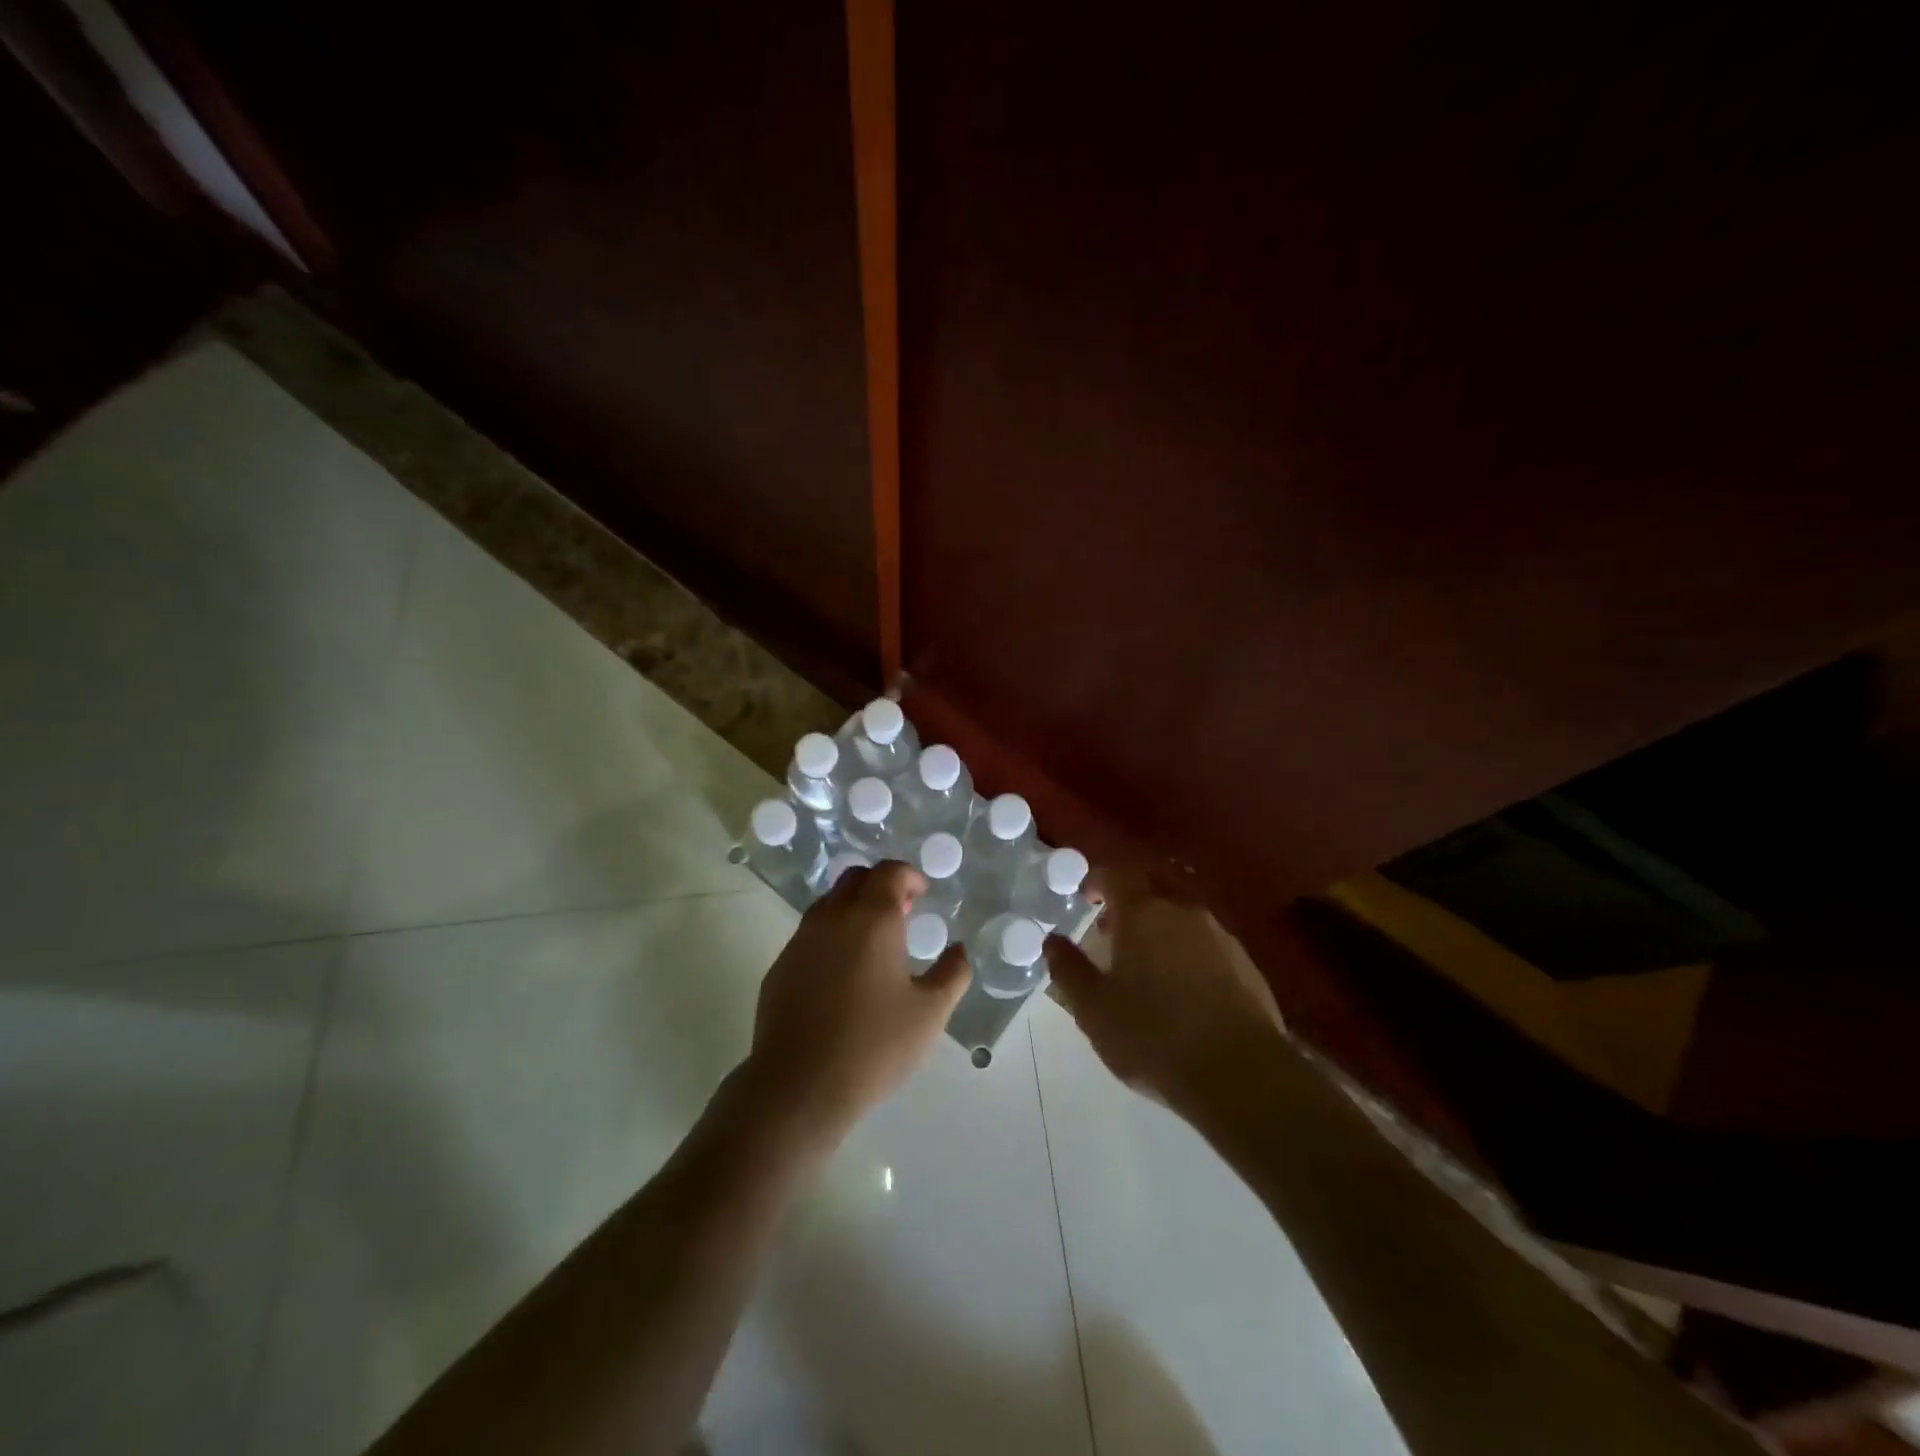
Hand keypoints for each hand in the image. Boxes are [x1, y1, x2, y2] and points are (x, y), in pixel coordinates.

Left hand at [742, 860, 970, 1155]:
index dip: (909, 876)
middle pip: (856, 878)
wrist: (798, 1087)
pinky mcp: (780, 967)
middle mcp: (832, 918)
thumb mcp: (930, 1012)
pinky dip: (832, 936)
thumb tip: (959, 950)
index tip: (923, 894)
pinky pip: (810, 934)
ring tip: (874, 945)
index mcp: (872, 919)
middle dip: (881, 885)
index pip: (889, 872)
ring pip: (829, 904)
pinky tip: (843, 975)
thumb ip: (952, 973)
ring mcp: (800, 941)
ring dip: (854, 908)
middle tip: (903, 912)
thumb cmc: (874, 1046)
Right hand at [1044, 865, 1283, 1114]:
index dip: (1099, 880)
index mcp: (1144, 912)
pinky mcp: (1246, 963)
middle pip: (1154, 885)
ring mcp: (1220, 935)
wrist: (1240, 1074)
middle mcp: (1184, 911)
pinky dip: (1187, 948)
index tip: (1087, 897)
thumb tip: (1052, 940)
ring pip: (1183, 913)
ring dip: (1161, 923)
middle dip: (1130, 897)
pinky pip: (1207, 940)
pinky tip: (1183, 985)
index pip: (1117, 874)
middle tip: (1112, 925)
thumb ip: (1068, 968)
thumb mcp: (1094, 1008)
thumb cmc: (1153, 1035)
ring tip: (1145, 959)